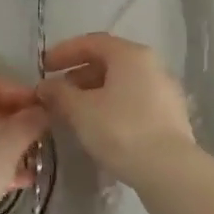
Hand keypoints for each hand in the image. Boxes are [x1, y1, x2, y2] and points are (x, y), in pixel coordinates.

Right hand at [35, 33, 197, 188]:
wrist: (169, 171)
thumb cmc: (121, 130)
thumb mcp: (80, 110)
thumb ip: (59, 93)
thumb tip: (45, 86)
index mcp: (130, 55)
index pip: (91, 42)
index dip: (64, 52)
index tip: (43, 67)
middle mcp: (151, 65)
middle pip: (108, 61)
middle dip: (78, 74)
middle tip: (57, 92)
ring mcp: (164, 90)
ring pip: (121, 83)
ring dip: (94, 92)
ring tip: (74, 112)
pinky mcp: (170, 115)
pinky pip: (134, 100)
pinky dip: (111, 106)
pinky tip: (99, 126)